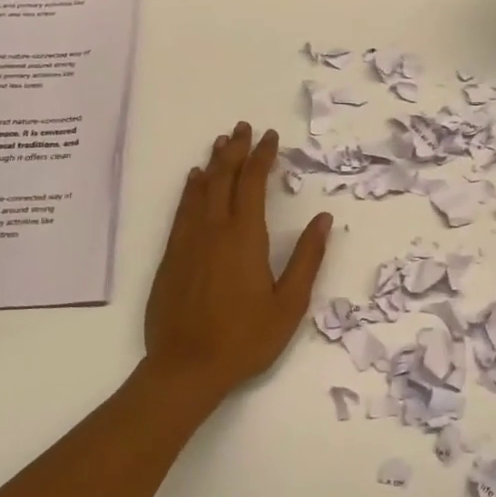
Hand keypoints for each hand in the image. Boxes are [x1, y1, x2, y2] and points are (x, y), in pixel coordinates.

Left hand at [143, 122, 334, 403]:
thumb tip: (324, 220)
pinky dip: (190, 190)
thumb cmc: (244, 339)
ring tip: (222, 143)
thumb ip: (307, 258)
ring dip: (212, 163)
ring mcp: (188, 242)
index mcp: (245, 237)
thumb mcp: (289, 304)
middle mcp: (214, 230)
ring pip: (200, 190)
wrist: (185, 368)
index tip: (271, 136)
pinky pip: (182, 210)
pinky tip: (193, 181)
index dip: (263, 156)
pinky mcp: (171, 256)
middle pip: (224, 178)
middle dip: (236, 150)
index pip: (254, 183)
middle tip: (244, 127)